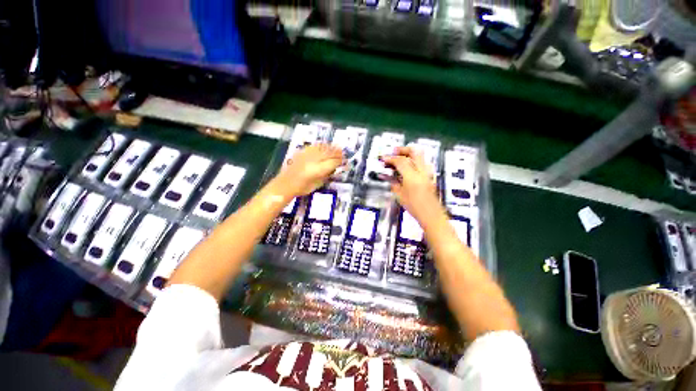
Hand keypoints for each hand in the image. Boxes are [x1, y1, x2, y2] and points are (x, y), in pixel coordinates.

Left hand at [272, 144, 343, 197]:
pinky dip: (321, 145)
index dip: (340, 161)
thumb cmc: (302, 188)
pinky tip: (324, 145)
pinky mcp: (301, 152)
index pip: (333, 162)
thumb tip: (334, 169)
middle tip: (343, 153)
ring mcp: (307, 155)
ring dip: (330, 147)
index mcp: (318, 170)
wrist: (285, 184)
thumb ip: (327, 175)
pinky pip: (314, 146)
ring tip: (336, 147)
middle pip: (328, 153)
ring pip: (322, 148)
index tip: (345, 161)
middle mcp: (313, 160)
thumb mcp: (318, 184)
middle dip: (337, 152)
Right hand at [381, 147, 441, 221]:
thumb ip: (393, 183)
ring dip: (408, 154)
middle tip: (393, 152)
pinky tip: (407, 167)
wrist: (431, 215)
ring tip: (399, 159)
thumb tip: (386, 176)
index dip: (390, 158)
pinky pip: (421, 163)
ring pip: (420, 156)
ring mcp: (428, 173)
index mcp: (412, 177)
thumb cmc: (415, 207)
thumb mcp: (400, 195)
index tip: (383, 158)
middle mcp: (422, 172)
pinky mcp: (430, 176)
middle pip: (414, 152)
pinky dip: (413, 161)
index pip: (400, 161)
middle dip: (402, 149)